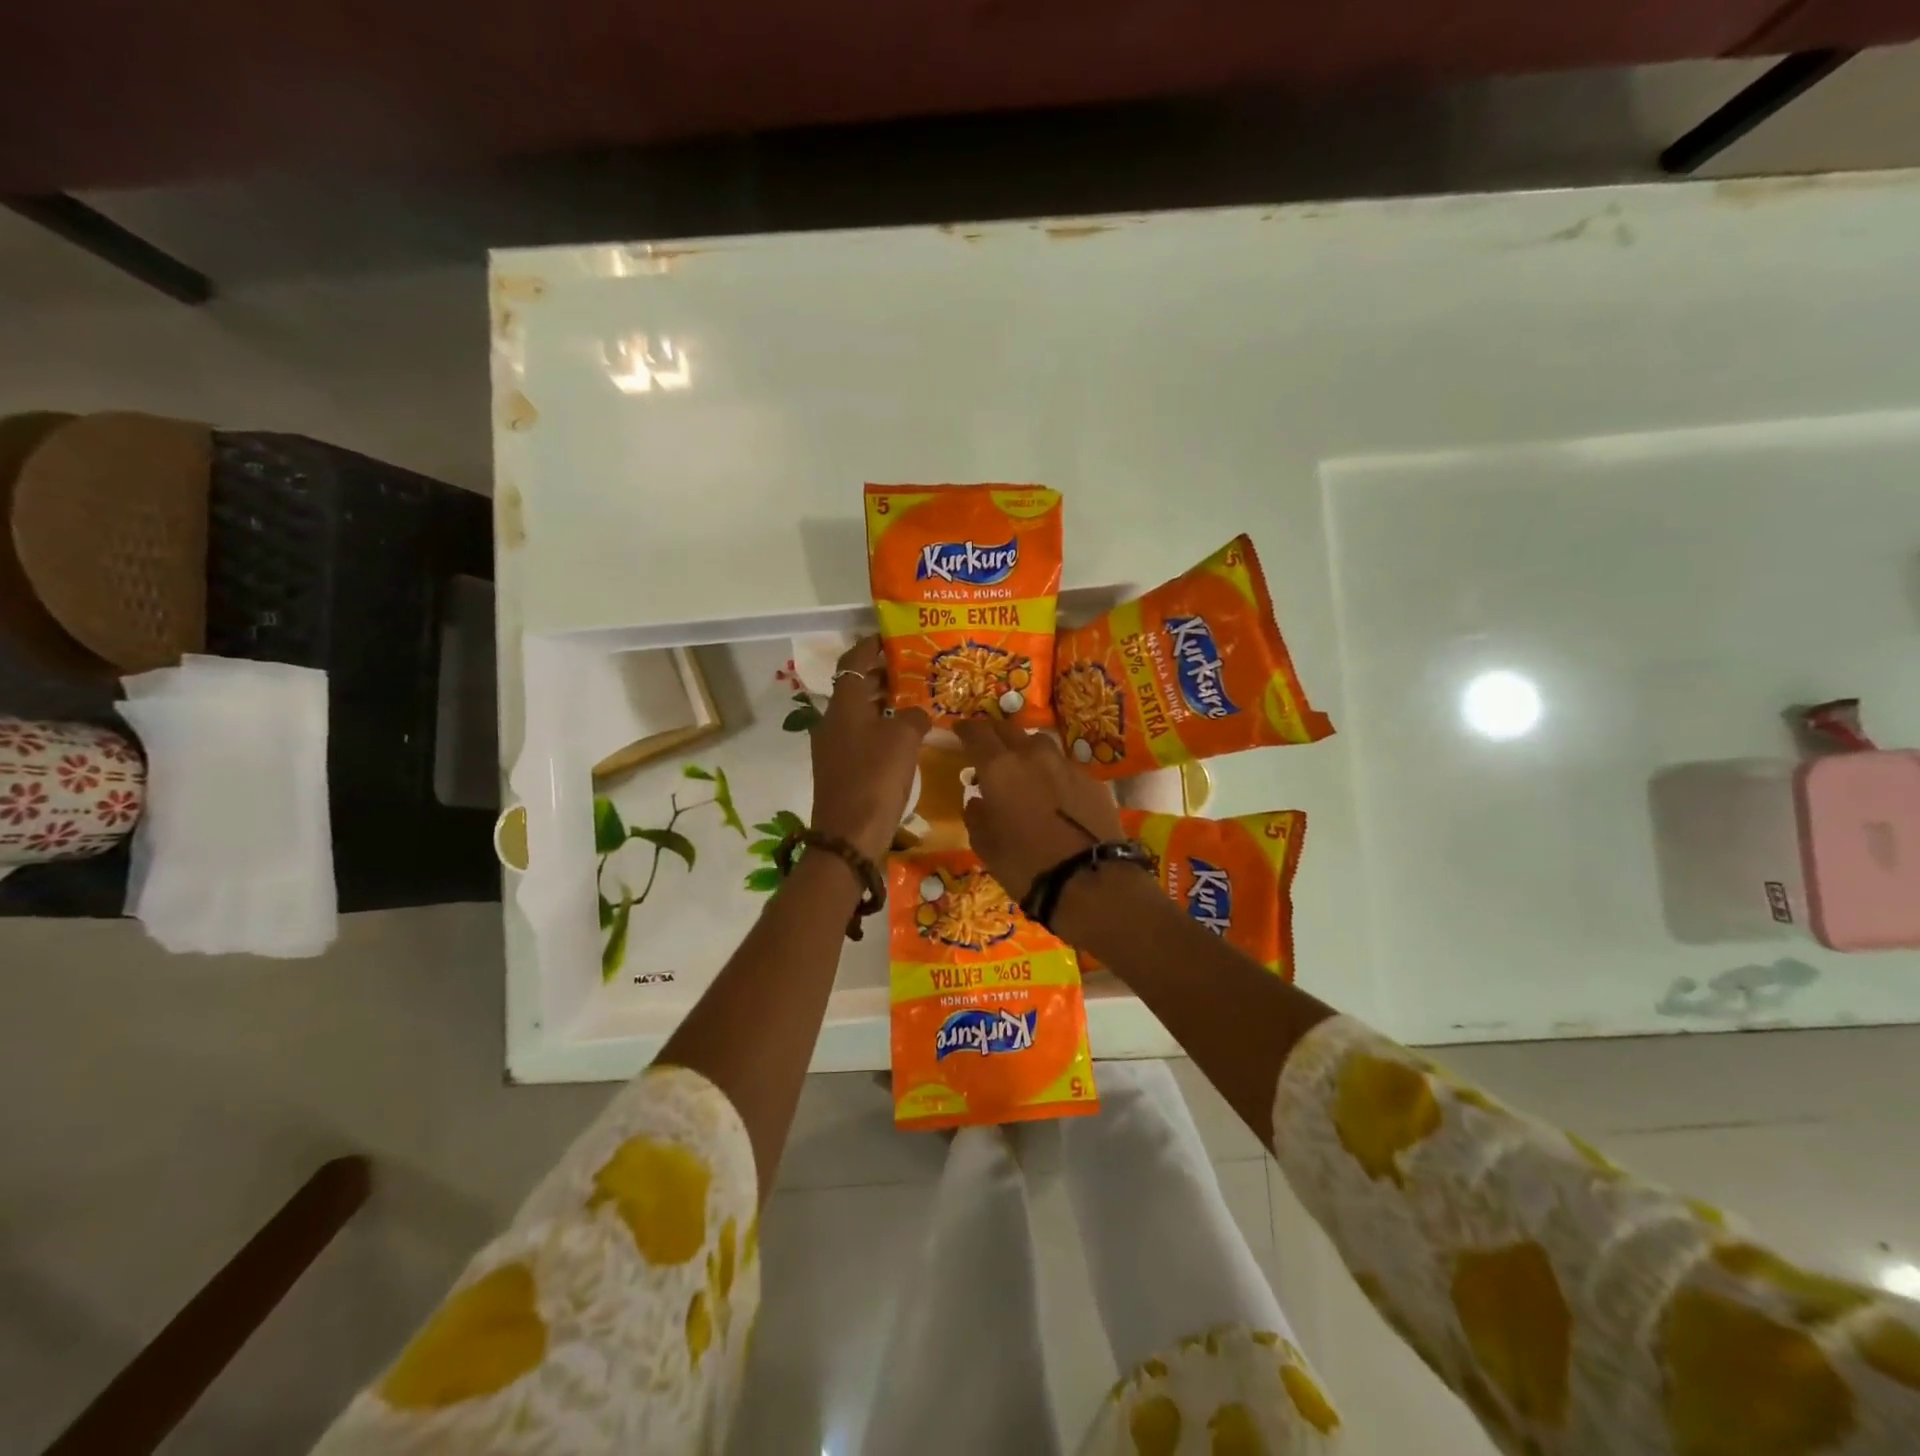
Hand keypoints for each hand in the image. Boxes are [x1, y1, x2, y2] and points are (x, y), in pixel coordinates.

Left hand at [809, 636, 931, 862]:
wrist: (849, 836)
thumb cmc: (875, 778)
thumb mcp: (904, 739)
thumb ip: (913, 716)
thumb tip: (915, 712)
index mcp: (843, 705)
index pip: (853, 661)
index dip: (870, 645)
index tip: (891, 637)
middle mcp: (832, 720)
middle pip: (854, 686)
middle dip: (881, 674)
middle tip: (912, 668)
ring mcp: (832, 746)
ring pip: (858, 712)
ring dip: (881, 701)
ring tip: (913, 698)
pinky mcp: (839, 768)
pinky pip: (860, 735)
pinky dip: (879, 726)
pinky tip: (904, 736)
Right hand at [954, 719, 1125, 900]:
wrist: (1090, 881)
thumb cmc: (1026, 866)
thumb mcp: (986, 847)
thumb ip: (976, 817)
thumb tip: (978, 801)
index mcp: (999, 768)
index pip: (977, 733)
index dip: (966, 729)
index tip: (959, 731)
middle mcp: (1033, 756)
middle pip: (1010, 730)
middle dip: (995, 735)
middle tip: (988, 748)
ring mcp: (1066, 765)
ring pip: (1040, 744)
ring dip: (1026, 751)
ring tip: (1022, 769)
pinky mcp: (1092, 780)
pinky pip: (1064, 767)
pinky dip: (1053, 774)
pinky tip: (1054, 795)